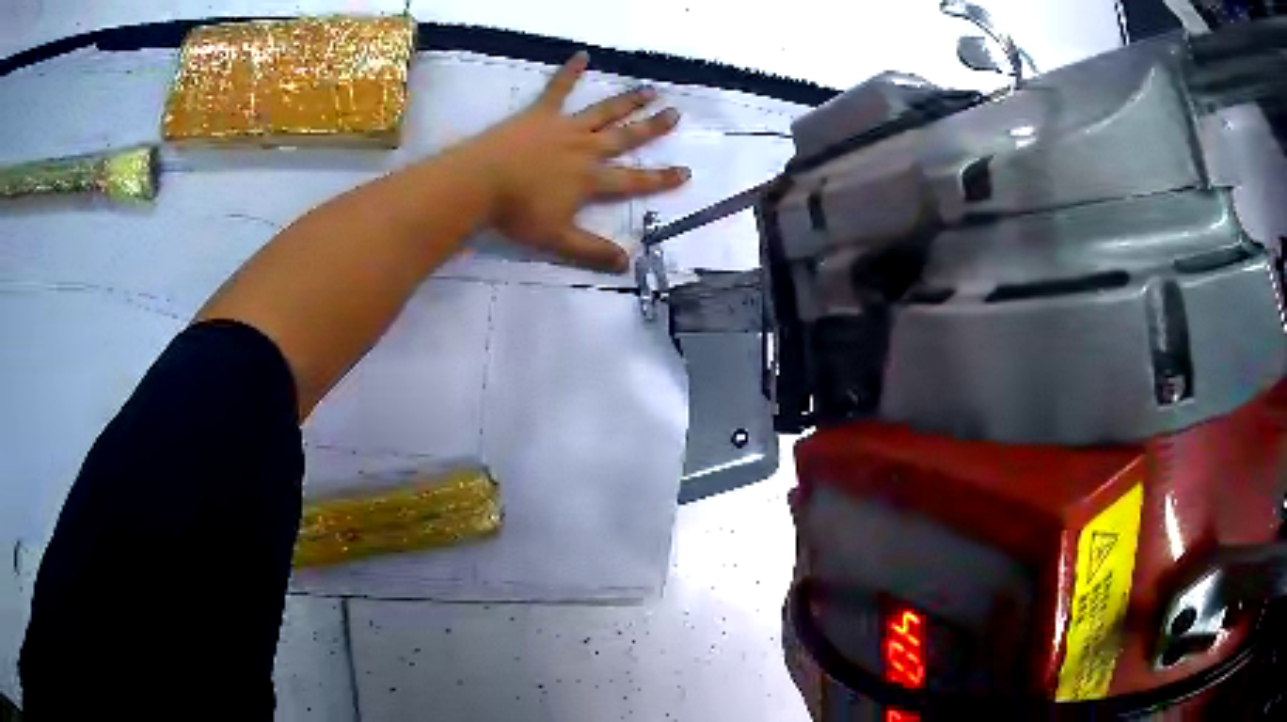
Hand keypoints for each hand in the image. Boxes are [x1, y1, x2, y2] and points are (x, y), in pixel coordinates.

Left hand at [461, 51, 690, 272]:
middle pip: (626, 137)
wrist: (480, 183)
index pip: (634, 180)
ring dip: (628, 101)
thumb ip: (592, 251)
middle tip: (674, 113)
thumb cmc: (517, 213)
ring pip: (603, 112)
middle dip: (652, 127)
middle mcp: (586, 149)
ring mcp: (564, 128)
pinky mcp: (541, 113)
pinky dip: (570, 72)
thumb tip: (626, 264)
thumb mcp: (557, 240)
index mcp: (591, 179)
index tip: (686, 172)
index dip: (662, 178)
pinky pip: (558, 89)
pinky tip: (583, 55)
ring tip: (649, 90)